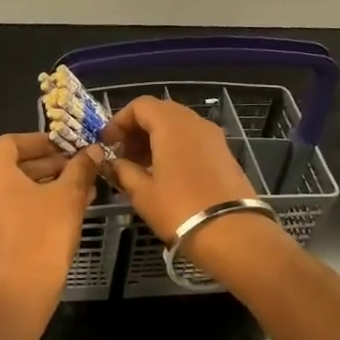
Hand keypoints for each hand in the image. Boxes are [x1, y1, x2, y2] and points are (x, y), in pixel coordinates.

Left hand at [0, 133, 103, 303]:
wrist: (20, 290)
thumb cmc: (43, 233)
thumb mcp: (68, 196)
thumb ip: (80, 169)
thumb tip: (92, 151)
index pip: (10, 142)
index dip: (39, 140)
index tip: (65, 146)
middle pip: (14, 166)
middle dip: (49, 164)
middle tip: (78, 168)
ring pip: (18, 191)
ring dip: (48, 186)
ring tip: (82, 190)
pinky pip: (17, 211)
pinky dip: (39, 206)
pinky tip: (69, 214)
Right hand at [101, 96, 258, 242]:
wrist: (232, 233)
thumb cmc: (179, 209)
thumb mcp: (142, 193)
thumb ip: (123, 171)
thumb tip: (112, 163)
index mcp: (172, 125)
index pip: (140, 105)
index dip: (119, 121)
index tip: (106, 143)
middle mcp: (195, 122)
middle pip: (160, 112)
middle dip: (137, 130)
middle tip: (122, 155)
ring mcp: (214, 137)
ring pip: (178, 126)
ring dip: (155, 140)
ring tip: (140, 167)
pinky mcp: (224, 154)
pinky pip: (193, 140)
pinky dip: (174, 148)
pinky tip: (164, 174)